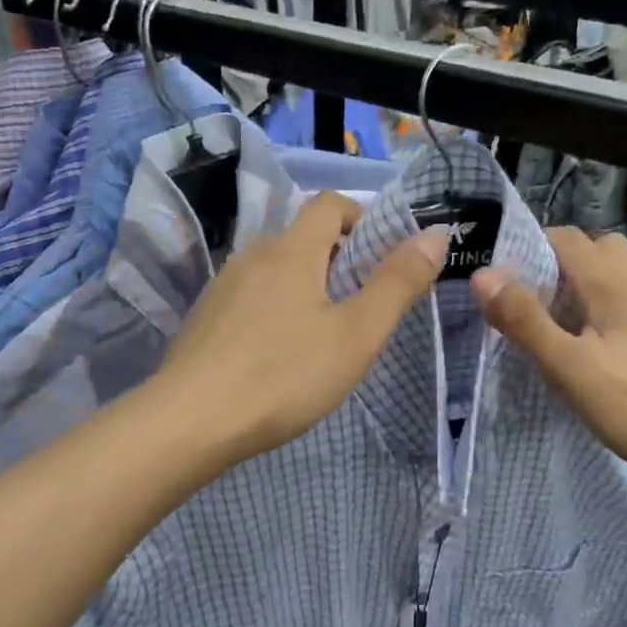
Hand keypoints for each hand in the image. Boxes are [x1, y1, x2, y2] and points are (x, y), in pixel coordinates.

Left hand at [158, 193, 445, 463]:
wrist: (190, 422)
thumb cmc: (283, 375)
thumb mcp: (356, 334)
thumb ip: (398, 283)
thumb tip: (435, 234)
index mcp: (291, 250)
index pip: (330, 204)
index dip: (362, 221)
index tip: (381, 262)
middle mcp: (253, 255)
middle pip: (303, 238)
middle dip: (338, 261)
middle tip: (358, 310)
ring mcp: (222, 287)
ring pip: (275, 270)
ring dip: (304, 288)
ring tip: (319, 338)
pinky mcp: (204, 318)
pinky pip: (251, 297)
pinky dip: (273, 311)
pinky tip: (276, 356)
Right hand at [471, 228, 626, 479]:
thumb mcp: (567, 365)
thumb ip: (524, 320)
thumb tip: (483, 275)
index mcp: (610, 282)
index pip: (567, 238)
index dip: (533, 247)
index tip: (507, 276)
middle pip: (603, 247)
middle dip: (568, 261)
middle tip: (541, 297)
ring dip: (601, 279)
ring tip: (577, 313)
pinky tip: (616, 335)